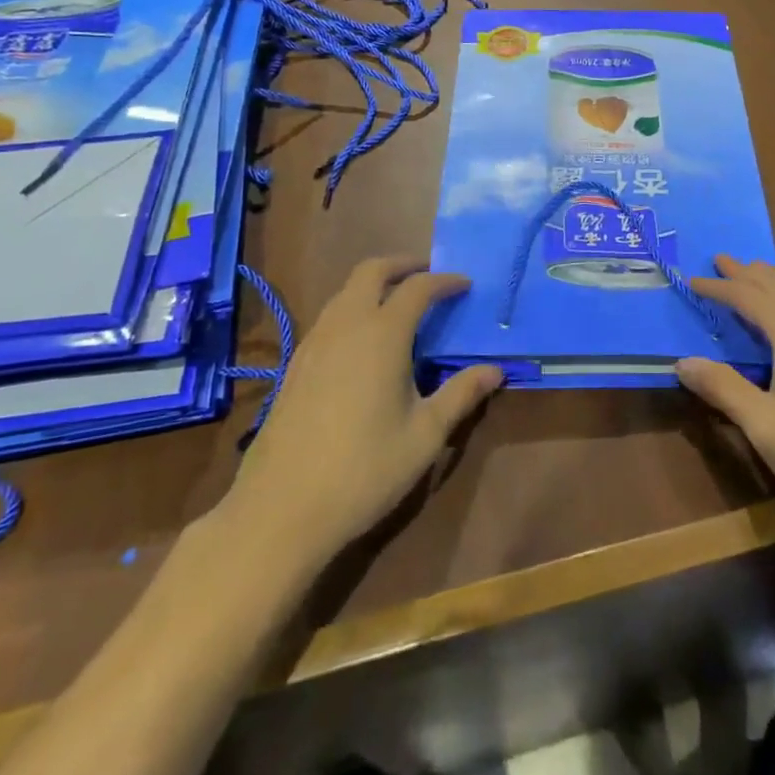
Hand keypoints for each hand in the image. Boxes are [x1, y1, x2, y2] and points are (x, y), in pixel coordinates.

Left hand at [222, 256, 501, 557]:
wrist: (280, 510)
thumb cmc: (364, 470)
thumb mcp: (425, 435)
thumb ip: (460, 395)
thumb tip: (494, 371)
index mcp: (382, 334)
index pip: (418, 288)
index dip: (445, 281)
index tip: (466, 285)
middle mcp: (346, 325)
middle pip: (372, 271)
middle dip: (403, 265)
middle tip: (429, 274)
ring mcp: (314, 343)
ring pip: (345, 292)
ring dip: (375, 285)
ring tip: (400, 304)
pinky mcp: (295, 365)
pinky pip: (330, 317)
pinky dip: (354, 309)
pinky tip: (364, 342)